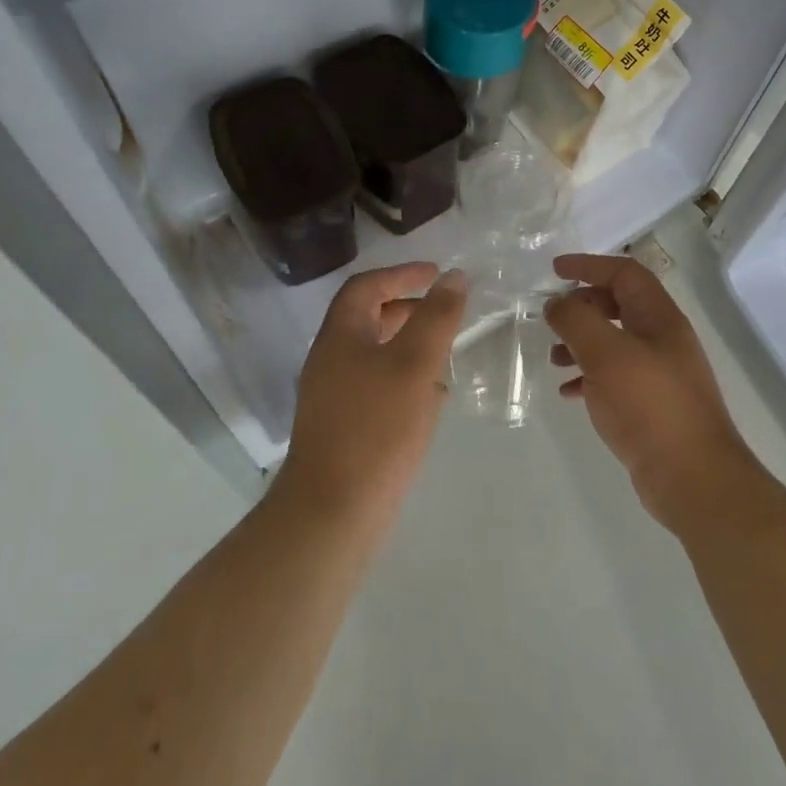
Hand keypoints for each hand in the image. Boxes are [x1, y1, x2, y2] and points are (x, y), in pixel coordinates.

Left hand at [277, 263, 467, 531]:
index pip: (366, 287)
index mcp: (340, 336)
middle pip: (367, 318)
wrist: (333, 512)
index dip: (401, 274)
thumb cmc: (376, 428)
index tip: (437, 274)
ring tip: (444, 350)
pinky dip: (403, 377)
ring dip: (408, 343)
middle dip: (407, 307)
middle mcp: (330, 359)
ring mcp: (332, 396)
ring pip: (373, 353)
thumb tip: (454, 277)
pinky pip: (375, 385)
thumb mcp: (415, 364)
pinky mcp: (342, 426)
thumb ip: (437, 317)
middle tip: (444, 310)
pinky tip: (430, 397)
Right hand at [545, 254, 767, 534]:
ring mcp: (660, 374)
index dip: (589, 266)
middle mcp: (663, 340)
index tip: (554, 270)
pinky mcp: (652, 407)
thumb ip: (577, 321)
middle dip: (583, 306)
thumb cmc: (650, 406)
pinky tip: (569, 393)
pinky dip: (590, 377)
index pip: (624, 273)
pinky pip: (615, 378)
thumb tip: (556, 304)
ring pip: (615, 343)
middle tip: (552, 319)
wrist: (693, 479)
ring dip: (582, 343)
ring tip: (553, 359)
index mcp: (659, 318)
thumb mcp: (606, 354)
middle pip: (619, 305)